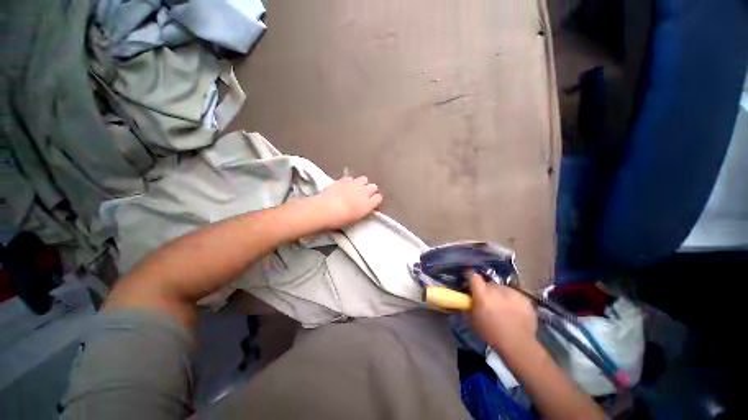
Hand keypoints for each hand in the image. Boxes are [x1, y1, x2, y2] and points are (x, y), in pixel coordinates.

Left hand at [313, 176, 382, 228]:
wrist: (326, 209)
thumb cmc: (340, 219)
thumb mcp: (356, 218)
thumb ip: (362, 210)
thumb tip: (364, 207)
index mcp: (368, 204)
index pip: (378, 198)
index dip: (375, 200)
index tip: (372, 202)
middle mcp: (364, 192)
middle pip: (374, 187)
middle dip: (370, 190)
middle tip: (364, 196)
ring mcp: (354, 184)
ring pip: (364, 179)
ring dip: (362, 183)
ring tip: (356, 188)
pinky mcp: (344, 180)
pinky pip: (351, 178)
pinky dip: (350, 181)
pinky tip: (345, 186)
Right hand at [469, 273, 537, 352]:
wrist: (519, 344)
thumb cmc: (492, 334)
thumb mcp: (474, 321)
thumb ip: (471, 306)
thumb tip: (468, 300)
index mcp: (482, 295)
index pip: (474, 277)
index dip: (473, 280)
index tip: (473, 285)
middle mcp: (496, 290)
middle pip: (489, 284)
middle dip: (488, 291)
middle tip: (489, 303)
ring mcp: (512, 293)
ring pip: (502, 289)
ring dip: (500, 295)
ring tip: (504, 308)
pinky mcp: (524, 298)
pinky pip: (515, 295)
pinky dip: (513, 300)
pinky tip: (514, 312)